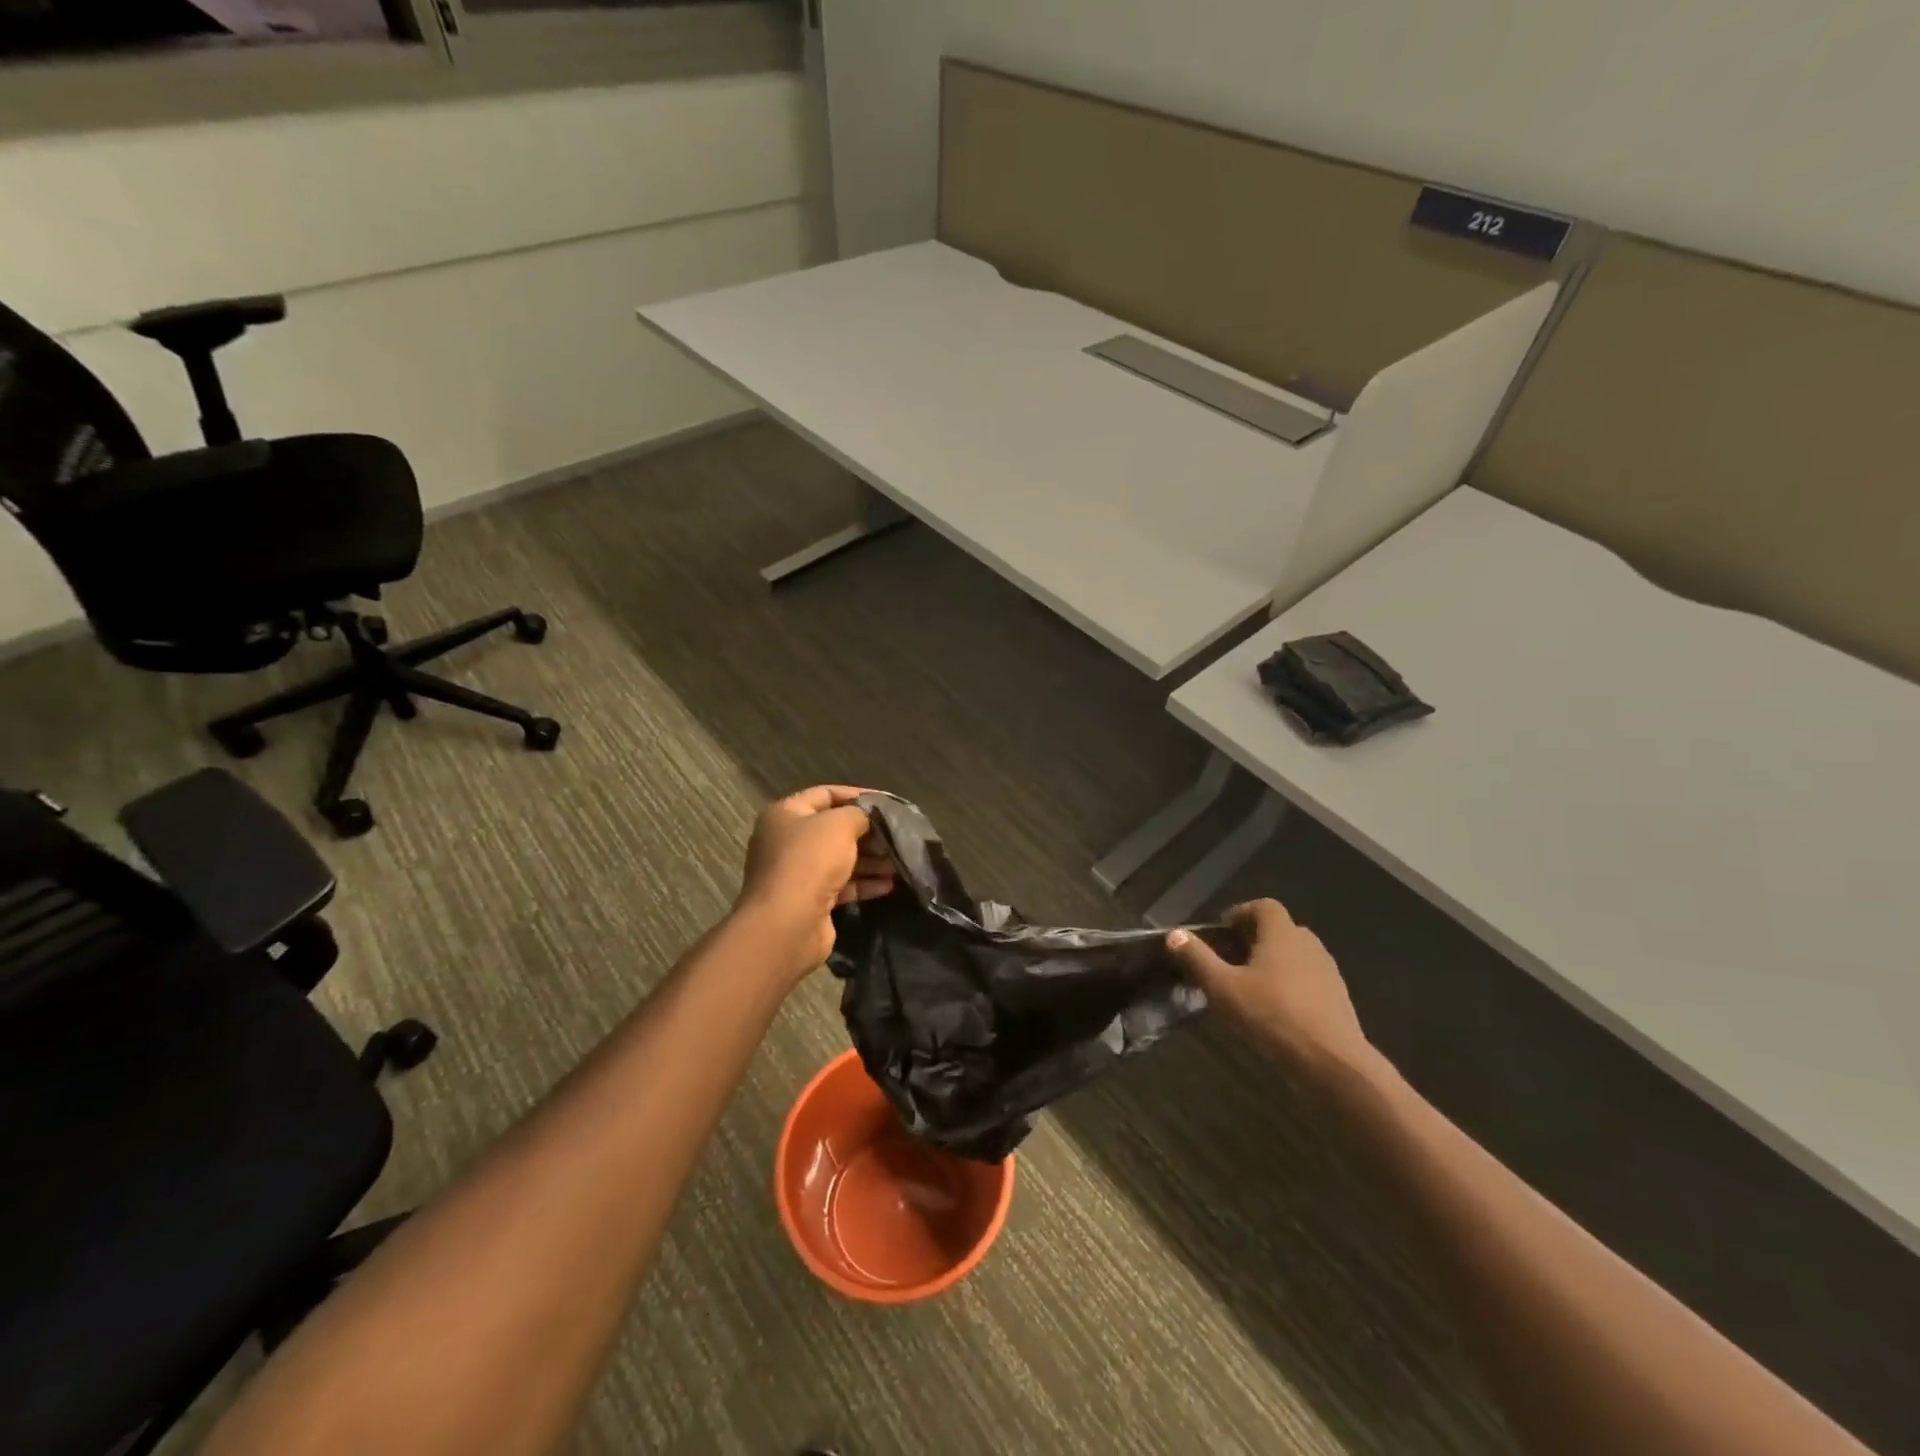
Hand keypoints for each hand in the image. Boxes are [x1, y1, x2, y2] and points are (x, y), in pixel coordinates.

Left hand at [734, 785, 894, 980]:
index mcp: (786, 814)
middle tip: (898, 834)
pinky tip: (888, 884)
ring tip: (899, 861)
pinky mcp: (810, 901)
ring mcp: (798, 874)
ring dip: (871, 860)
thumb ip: (859, 814)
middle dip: (868, 832)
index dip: (858, 795)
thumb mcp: (839, 825)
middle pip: (834, 829)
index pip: (826, 794)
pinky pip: (842, 886)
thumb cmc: (810, 861)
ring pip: (840, 859)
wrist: (788, 924)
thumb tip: (869, 817)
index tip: (889, 802)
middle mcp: (787, 841)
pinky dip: (864, 884)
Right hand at [1166, 899, 1373, 1083]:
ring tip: (1250, 987)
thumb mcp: (1223, 987)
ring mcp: (1328, 973)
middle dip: (1255, 939)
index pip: (1264, 906)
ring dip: (1274, 964)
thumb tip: (1174, 934)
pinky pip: (1309, 980)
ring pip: (1296, 956)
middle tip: (1231, 960)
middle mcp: (1309, 945)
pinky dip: (1291, 986)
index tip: (1222, 933)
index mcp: (1283, 934)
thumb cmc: (1272, 1016)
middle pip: (1280, 930)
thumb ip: (1197, 958)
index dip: (1241, 913)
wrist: (1332, 1063)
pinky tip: (1275, 1012)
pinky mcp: (1338, 999)